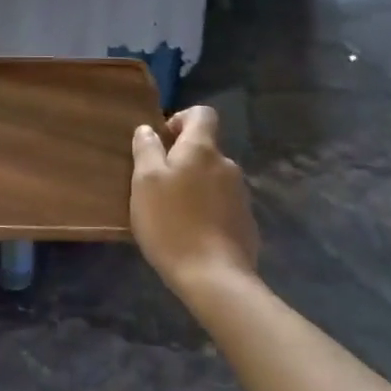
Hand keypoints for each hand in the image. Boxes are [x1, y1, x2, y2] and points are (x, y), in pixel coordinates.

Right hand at [129, 105, 260, 297]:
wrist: (214, 277)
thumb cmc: (171, 223)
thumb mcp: (145, 183)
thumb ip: (146, 150)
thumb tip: (148, 129)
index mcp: (202, 149)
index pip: (202, 114)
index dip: (181, 119)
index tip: (163, 140)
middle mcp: (227, 165)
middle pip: (205, 149)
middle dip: (183, 159)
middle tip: (158, 185)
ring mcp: (241, 194)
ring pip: (213, 177)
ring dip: (195, 186)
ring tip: (173, 212)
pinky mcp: (246, 221)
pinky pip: (222, 203)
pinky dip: (207, 209)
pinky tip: (192, 232)